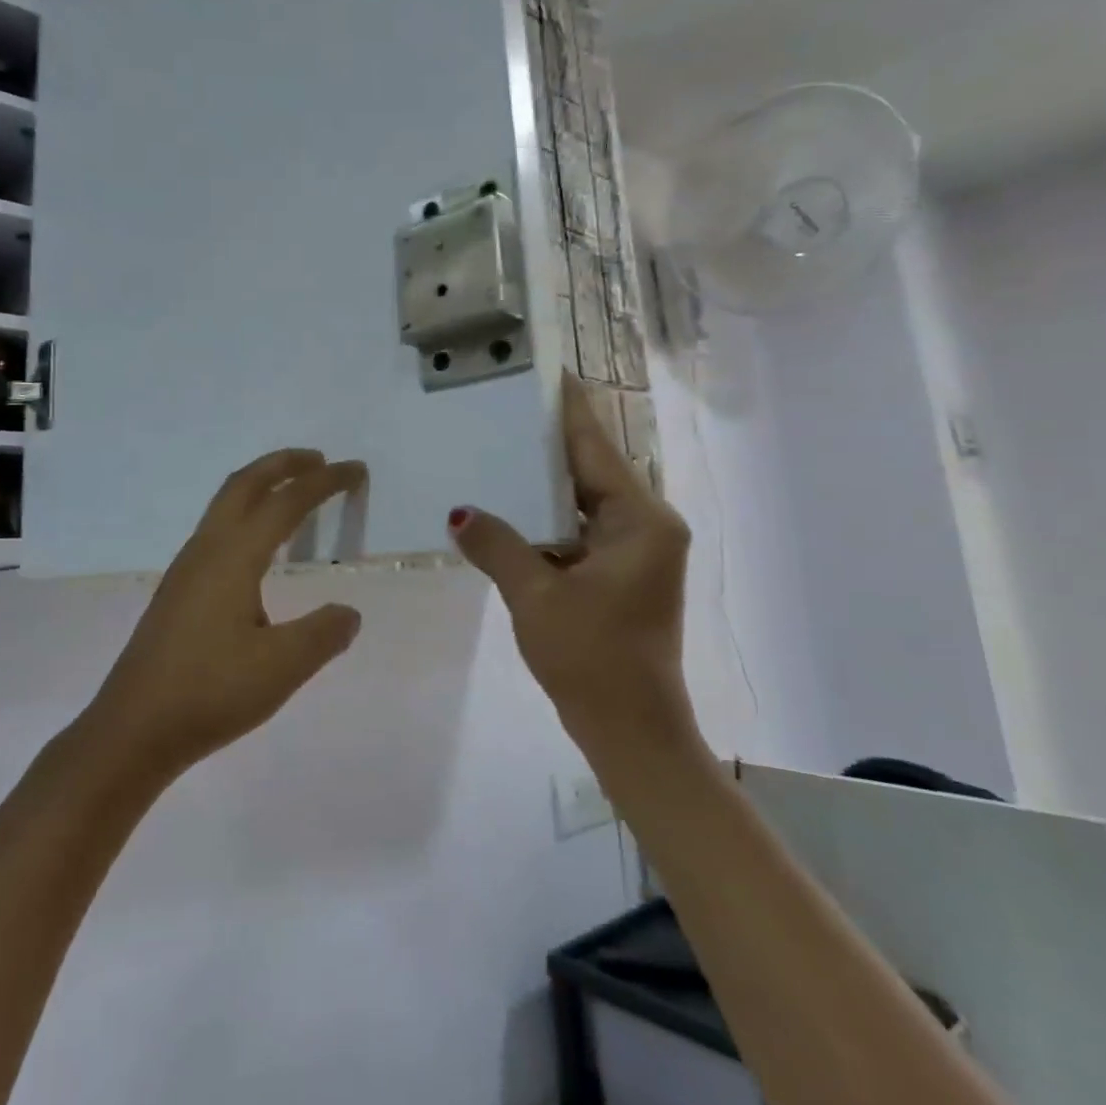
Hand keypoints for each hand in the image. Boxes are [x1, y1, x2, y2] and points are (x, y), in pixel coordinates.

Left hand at [83, 449, 367, 778]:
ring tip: (292, 494)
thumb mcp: (282, 668)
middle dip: (283, 464)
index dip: (324, 482)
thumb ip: (323, 634)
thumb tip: (348, 613)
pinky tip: (256, 549)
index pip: (287, 503)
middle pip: (245, 484)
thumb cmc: (210, 693)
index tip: (355, 469)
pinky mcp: (177, 591)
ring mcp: (185, 569)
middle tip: (319, 460)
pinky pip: (216, 530)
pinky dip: (245, 514)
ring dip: (261, 486)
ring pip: (225, 505)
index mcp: (233, 556)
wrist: (133, 730)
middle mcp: (206, 550)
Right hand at [450, 373, 702, 758]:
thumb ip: (497, 545)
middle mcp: (646, 526)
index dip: (569, 409)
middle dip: (550, 441)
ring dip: (545, 481)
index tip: (548, 371)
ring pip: (583, 500)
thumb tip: (459, 512)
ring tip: (501, 446)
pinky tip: (512, 505)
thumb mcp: (535, 596)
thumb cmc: (591, 659)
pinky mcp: (621, 573)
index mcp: (640, 521)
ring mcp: (635, 551)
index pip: (596, 447)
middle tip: (506, 405)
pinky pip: (580, 528)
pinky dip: (549, 517)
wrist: (631, 732)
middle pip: (592, 469)